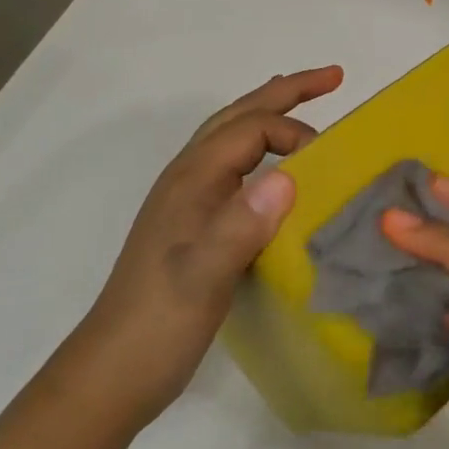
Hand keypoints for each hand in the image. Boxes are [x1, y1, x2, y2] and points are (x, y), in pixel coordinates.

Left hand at [79, 65, 343, 426]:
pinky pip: (234, 166)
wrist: (114, 371)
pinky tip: (275, 171)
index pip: (252, 129)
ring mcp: (188, 200)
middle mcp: (189, 178)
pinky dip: (261, 150)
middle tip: (334, 77)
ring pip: (233, 138)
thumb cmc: (160, 321)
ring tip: (304, 105)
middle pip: (239, 116)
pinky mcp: (194, 224)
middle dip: (286, 92)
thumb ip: (242, 224)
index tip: (331, 163)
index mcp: (192, 178)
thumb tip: (290, 176)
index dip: (296, 133)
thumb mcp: (204, 276)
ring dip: (270, 114)